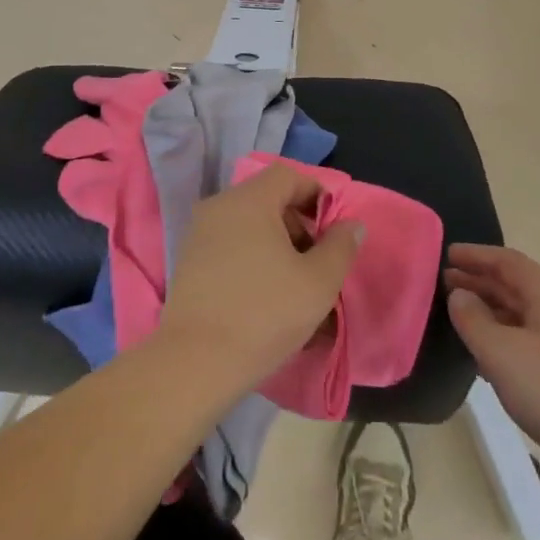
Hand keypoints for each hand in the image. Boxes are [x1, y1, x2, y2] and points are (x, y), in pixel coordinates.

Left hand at [158, 163, 363, 396]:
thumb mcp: (318, 282)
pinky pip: (229, 246)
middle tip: (315, 262)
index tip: (332, 229)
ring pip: (248, 224)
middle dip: (297, 224)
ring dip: (275, 244)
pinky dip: (251, 259)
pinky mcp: (188, 262)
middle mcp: (219, 206)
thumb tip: (351, 224)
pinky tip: (264, 297)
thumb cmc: (264, 315)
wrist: (194, 363)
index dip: (315, 194)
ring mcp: (198, 234)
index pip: (287, 175)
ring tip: (293, 285)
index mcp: (249, 200)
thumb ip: (340, 246)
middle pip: (267, 198)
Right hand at [445, 244, 539, 468]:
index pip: (508, 262)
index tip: (447, 254)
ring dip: (490, 311)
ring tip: (459, 316)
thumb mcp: (502, 353)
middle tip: (444, 283)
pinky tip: (486, 358)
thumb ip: (474, 320)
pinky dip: (503, 340)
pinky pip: (529, 344)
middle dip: (480, 281)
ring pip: (522, 317)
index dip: (477, 255)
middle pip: (516, 286)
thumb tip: (458, 294)